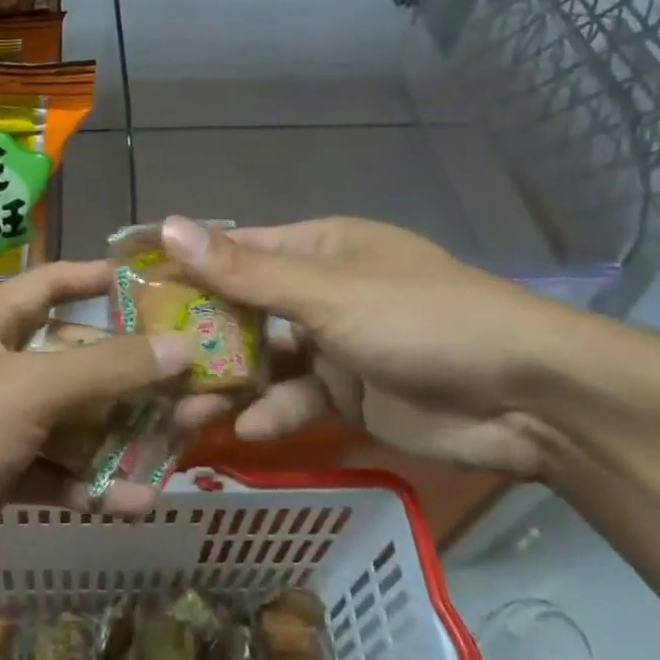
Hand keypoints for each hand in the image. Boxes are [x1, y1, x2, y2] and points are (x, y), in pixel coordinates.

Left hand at [0, 260, 189, 614]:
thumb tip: (181, 347)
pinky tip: (135, 501)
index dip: (99, 279)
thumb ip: (105, 369)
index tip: (157, 284)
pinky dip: (90, 482)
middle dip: (131, 373)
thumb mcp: (27, 391)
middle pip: (74, 359)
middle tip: (194, 380)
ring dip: (121, 434)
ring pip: (72, 420)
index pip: (51, 284)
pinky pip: (55, 470)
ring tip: (183, 442)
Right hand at [161, 215, 580, 478]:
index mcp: (317, 249)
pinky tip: (243, 432)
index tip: (132, 292)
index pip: (235, 251)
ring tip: (177, 412)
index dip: (185, 267)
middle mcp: (320, 291)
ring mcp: (333, 345)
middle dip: (198, 338)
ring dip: (225, 384)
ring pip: (263, 361)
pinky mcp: (348, 394)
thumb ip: (245, 272)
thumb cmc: (420, 321)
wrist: (527, 398)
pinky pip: (295, 400)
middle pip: (242, 311)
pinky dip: (270, 414)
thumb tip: (169, 227)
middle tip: (145, 365)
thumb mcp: (327, 293)